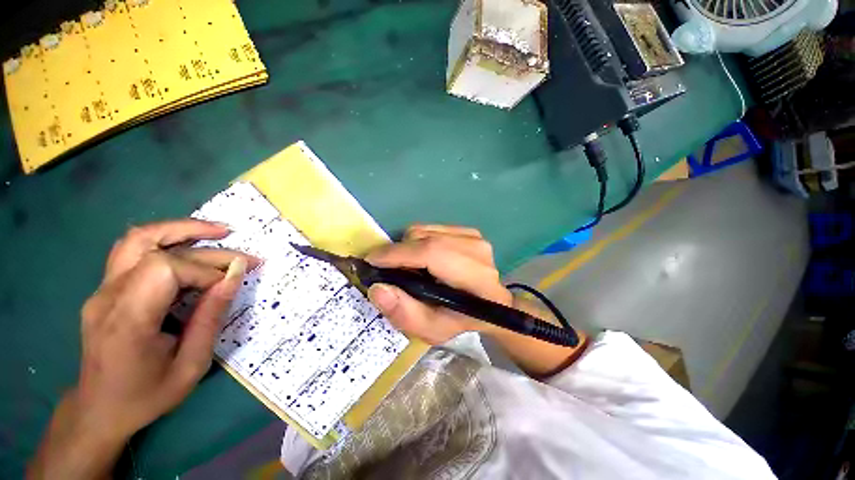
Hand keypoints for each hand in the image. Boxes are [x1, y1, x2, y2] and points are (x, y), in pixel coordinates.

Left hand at [29, 219, 256, 479]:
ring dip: (181, 229)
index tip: (229, 286)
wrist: (98, 410)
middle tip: (244, 257)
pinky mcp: (106, 289)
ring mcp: (103, 289)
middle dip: (207, 248)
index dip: (205, 272)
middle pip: (156, 247)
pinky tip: (190, 247)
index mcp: (128, 320)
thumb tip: (235, 277)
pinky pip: (135, 252)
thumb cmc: (146, 395)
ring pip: (138, 238)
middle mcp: (109, 296)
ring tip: (218, 232)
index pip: (166, 269)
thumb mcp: (190, 365)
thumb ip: (211, 317)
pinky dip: (167, 241)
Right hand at [365, 225, 512, 344]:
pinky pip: (431, 228)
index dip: (398, 254)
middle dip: (398, 252)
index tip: (371, 260)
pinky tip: (423, 259)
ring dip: (408, 247)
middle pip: (424, 238)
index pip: (431, 253)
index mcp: (475, 278)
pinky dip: (418, 241)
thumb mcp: (432, 329)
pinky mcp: (468, 231)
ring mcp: (474, 237)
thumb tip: (377, 288)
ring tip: (409, 267)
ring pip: (424, 230)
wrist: (487, 303)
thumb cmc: (460, 320)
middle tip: (390, 271)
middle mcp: (477, 250)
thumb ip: (405, 313)